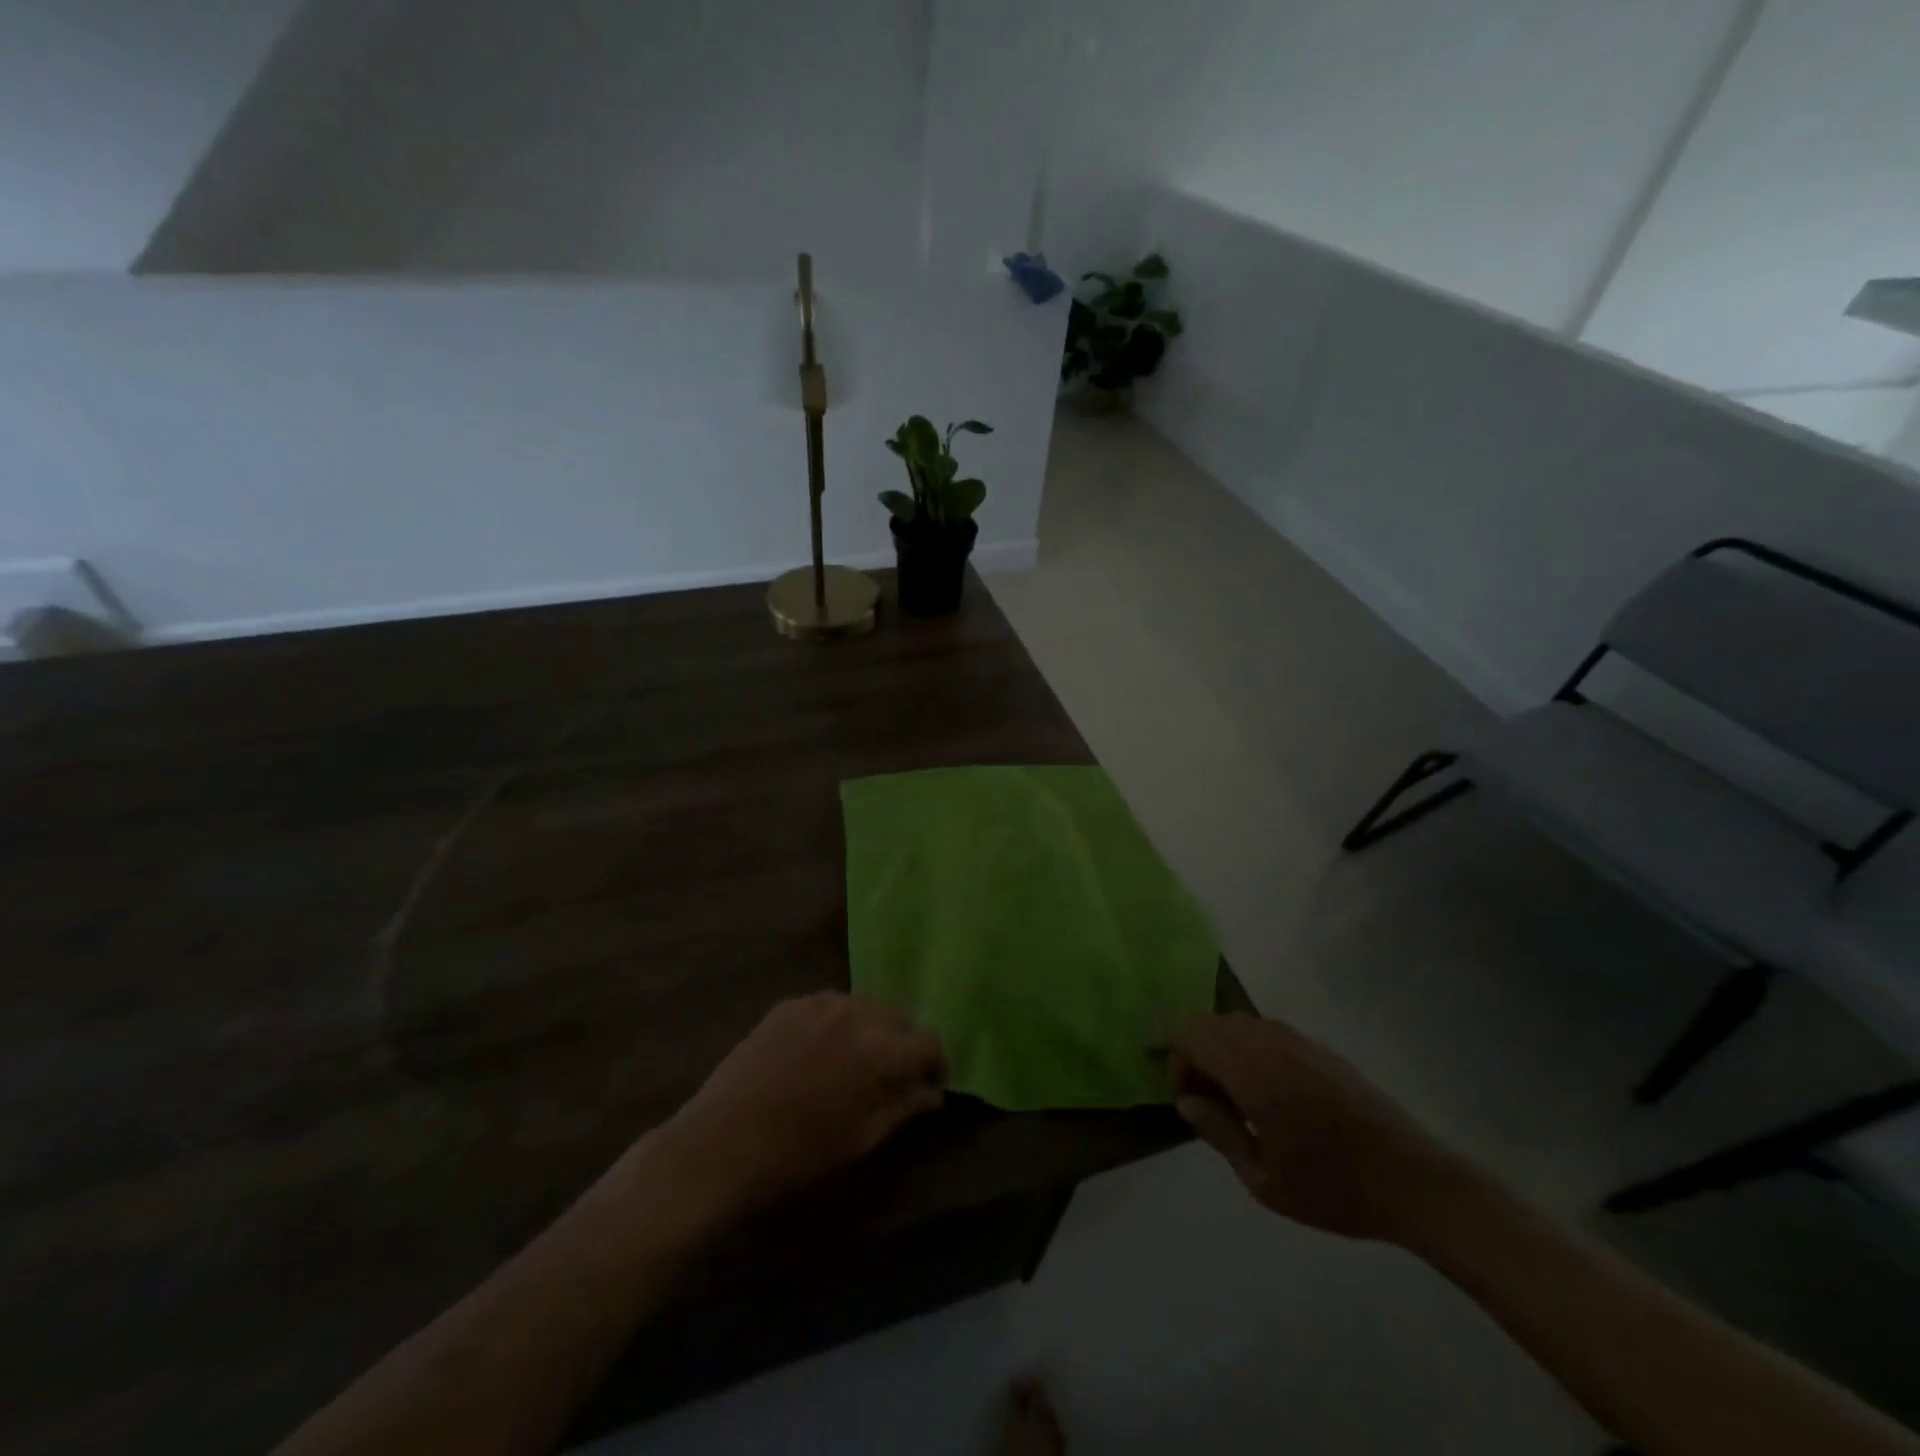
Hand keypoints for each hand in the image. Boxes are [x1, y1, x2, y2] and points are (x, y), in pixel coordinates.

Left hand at [644, 992, 946, 1222]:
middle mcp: (856, 1013)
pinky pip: (830, 1004)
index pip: (929, 1041)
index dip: (936, 1063)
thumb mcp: (861, 1140)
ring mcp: (819, 1002)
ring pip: (865, 1005)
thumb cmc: (797, 1154)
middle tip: (894, 1076)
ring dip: (872, 1028)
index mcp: (880, 1050)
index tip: (929, 1085)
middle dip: (905, 1043)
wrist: (720, 1145)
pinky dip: (839, 1022)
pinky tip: (821, 1052)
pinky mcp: (789, 1004)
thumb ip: (904, 1108)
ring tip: (857, 1061)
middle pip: (900, 1016)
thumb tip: (933, 1094)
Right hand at [1170, 1012, 1473, 1244]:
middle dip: (1190, 1052)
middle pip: (1209, 1024)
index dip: (1170, 1054)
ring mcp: (1297, 1040)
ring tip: (1226, 1099)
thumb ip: (1219, 1132)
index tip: (1175, 1094)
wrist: (1415, 1182)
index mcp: (1251, 1069)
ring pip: (1236, 1024)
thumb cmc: (1334, 1187)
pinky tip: (1259, 1093)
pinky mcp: (1317, 1048)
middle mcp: (1269, 1041)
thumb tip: (1188, 1100)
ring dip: (1218, 1049)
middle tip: (1196, 1099)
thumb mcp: (1263, 1179)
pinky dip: (1244, 1050)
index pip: (1189, 1034)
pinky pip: (1263, 1032)